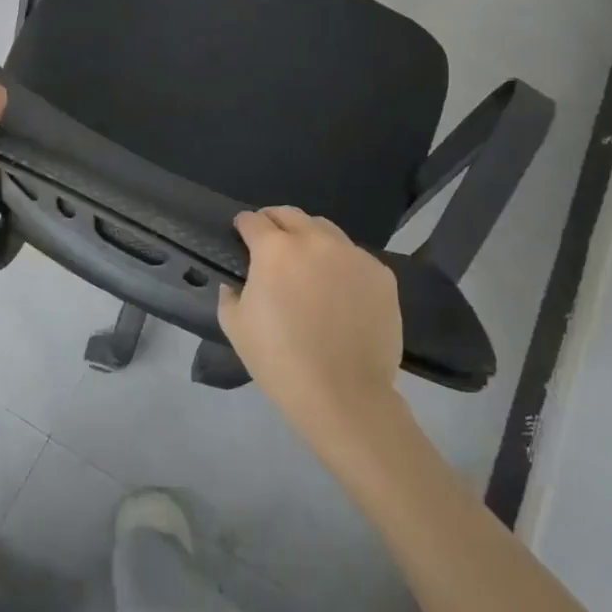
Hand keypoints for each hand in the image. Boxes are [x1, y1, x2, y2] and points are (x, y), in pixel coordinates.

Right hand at [218, 207, 404, 447]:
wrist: (344, 396)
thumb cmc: (280, 361)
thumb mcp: (235, 327)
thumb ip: (230, 293)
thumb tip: (236, 282)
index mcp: (275, 249)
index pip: (253, 220)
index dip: (243, 226)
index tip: (241, 237)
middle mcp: (315, 240)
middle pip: (290, 214)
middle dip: (275, 222)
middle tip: (271, 245)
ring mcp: (352, 254)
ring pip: (326, 230)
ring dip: (310, 238)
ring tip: (308, 265)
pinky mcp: (381, 274)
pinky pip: (354, 257)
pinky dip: (341, 264)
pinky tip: (338, 291)